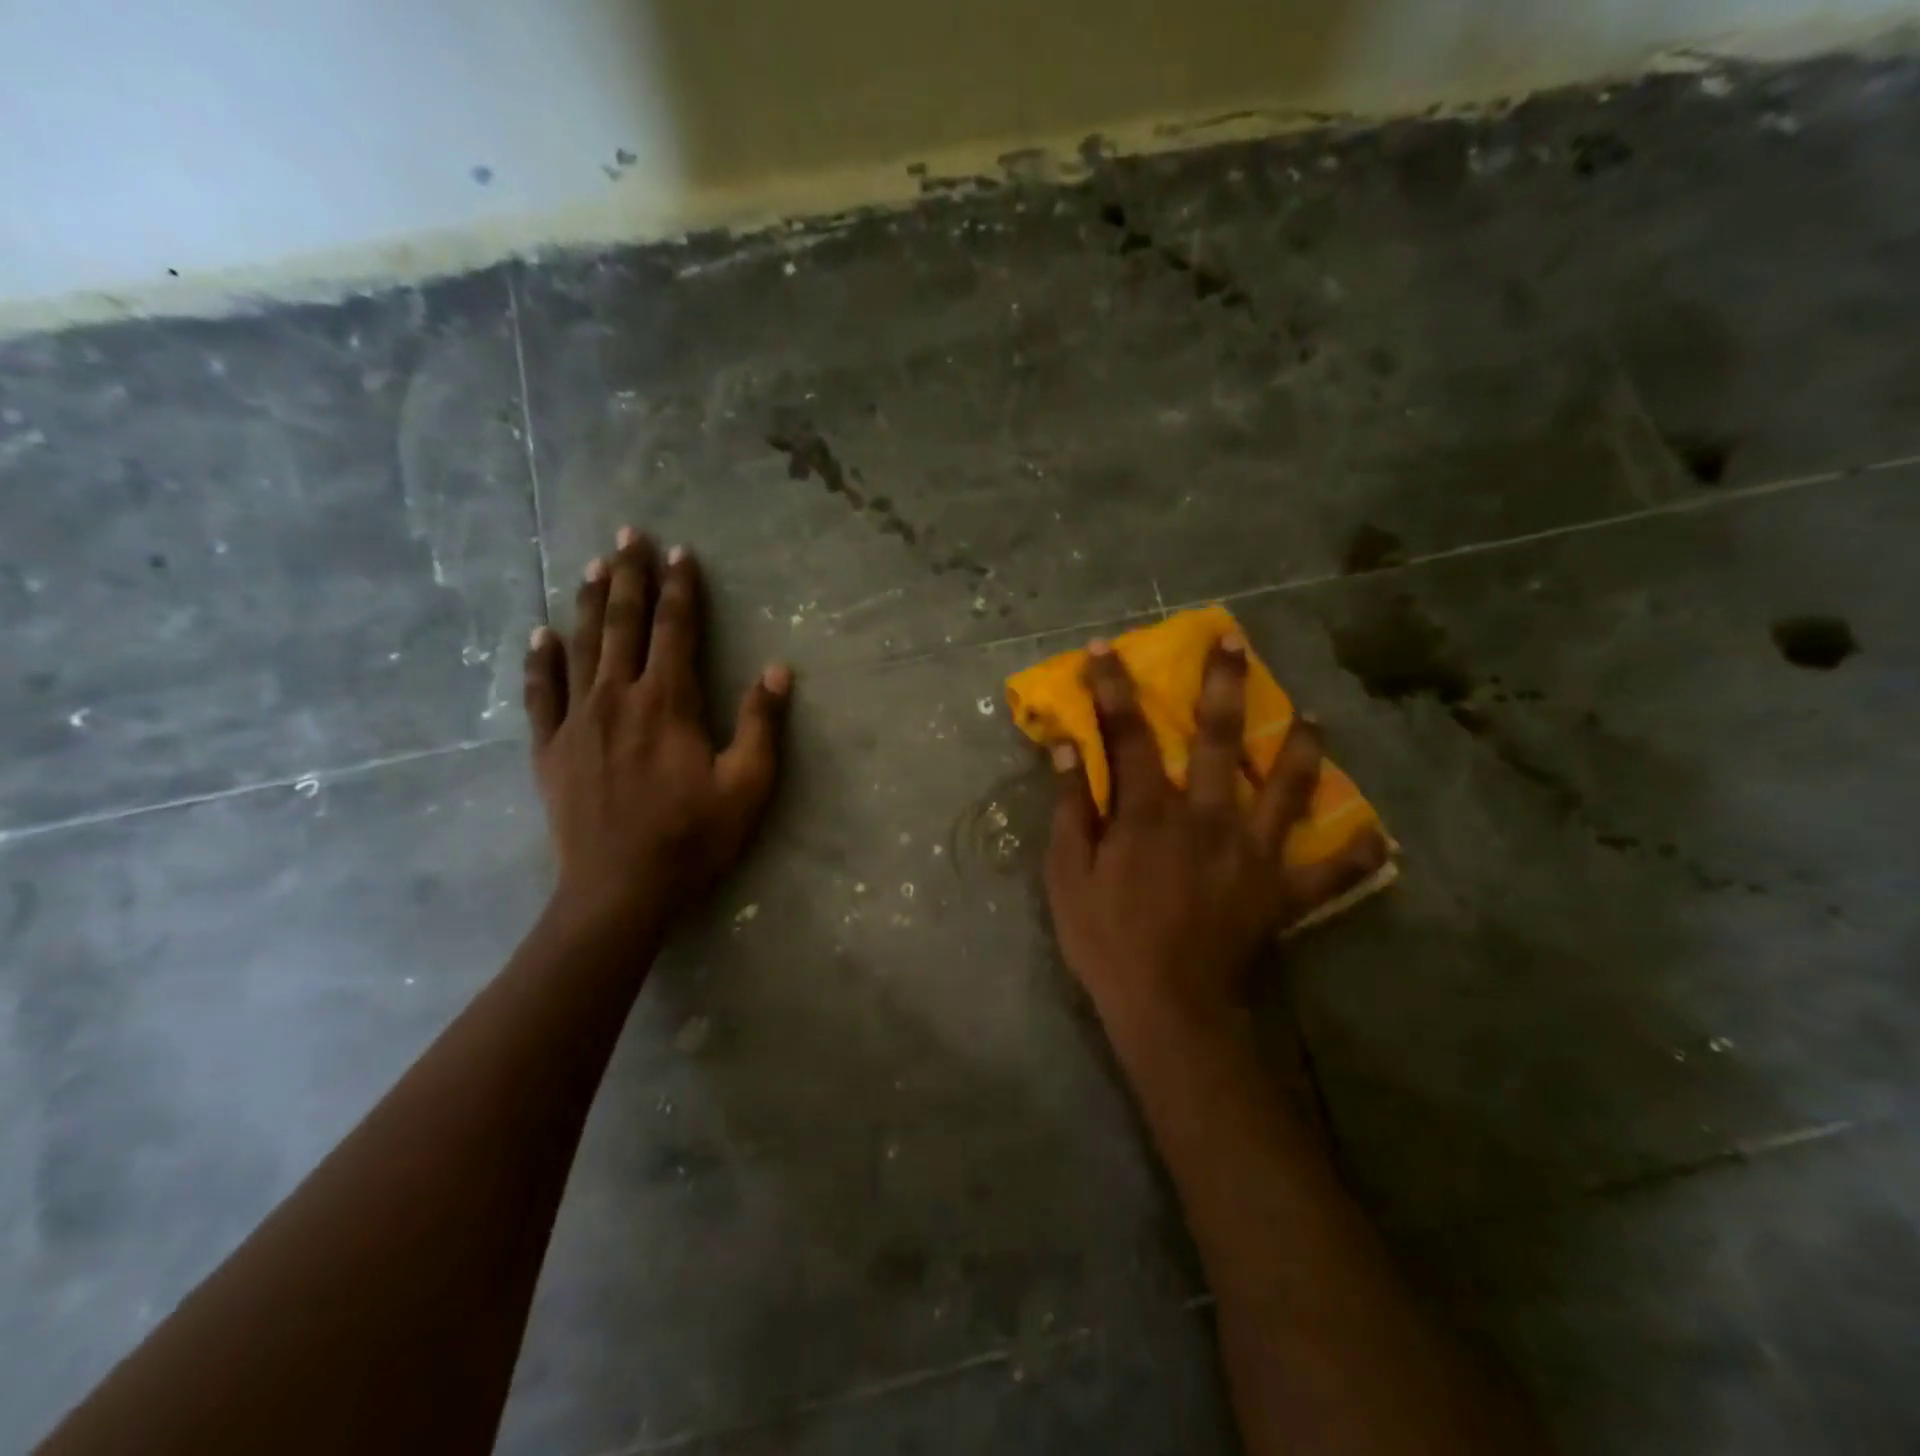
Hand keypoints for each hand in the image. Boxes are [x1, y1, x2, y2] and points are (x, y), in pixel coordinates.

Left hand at [522, 528, 790, 929]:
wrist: (619, 890)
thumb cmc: (692, 839)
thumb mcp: (747, 786)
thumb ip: (761, 725)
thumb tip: (779, 670)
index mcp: (668, 703)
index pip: (674, 630)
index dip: (679, 589)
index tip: (679, 553)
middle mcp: (618, 697)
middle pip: (622, 624)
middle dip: (629, 576)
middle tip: (628, 535)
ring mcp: (577, 721)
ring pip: (581, 647)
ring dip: (588, 602)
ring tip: (592, 565)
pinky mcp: (550, 748)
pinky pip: (541, 693)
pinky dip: (540, 661)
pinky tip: (539, 634)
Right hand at [1044, 635, 1386, 1028]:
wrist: (1169, 1011)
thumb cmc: (1108, 942)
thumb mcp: (1067, 876)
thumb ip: (1070, 808)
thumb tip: (1067, 748)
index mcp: (1150, 813)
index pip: (1128, 735)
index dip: (1113, 688)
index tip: (1106, 648)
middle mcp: (1208, 817)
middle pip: (1218, 738)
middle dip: (1223, 684)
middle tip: (1234, 641)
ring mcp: (1254, 852)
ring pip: (1287, 786)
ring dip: (1302, 746)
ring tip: (1314, 717)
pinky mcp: (1283, 892)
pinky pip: (1330, 870)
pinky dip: (1353, 853)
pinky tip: (1377, 835)